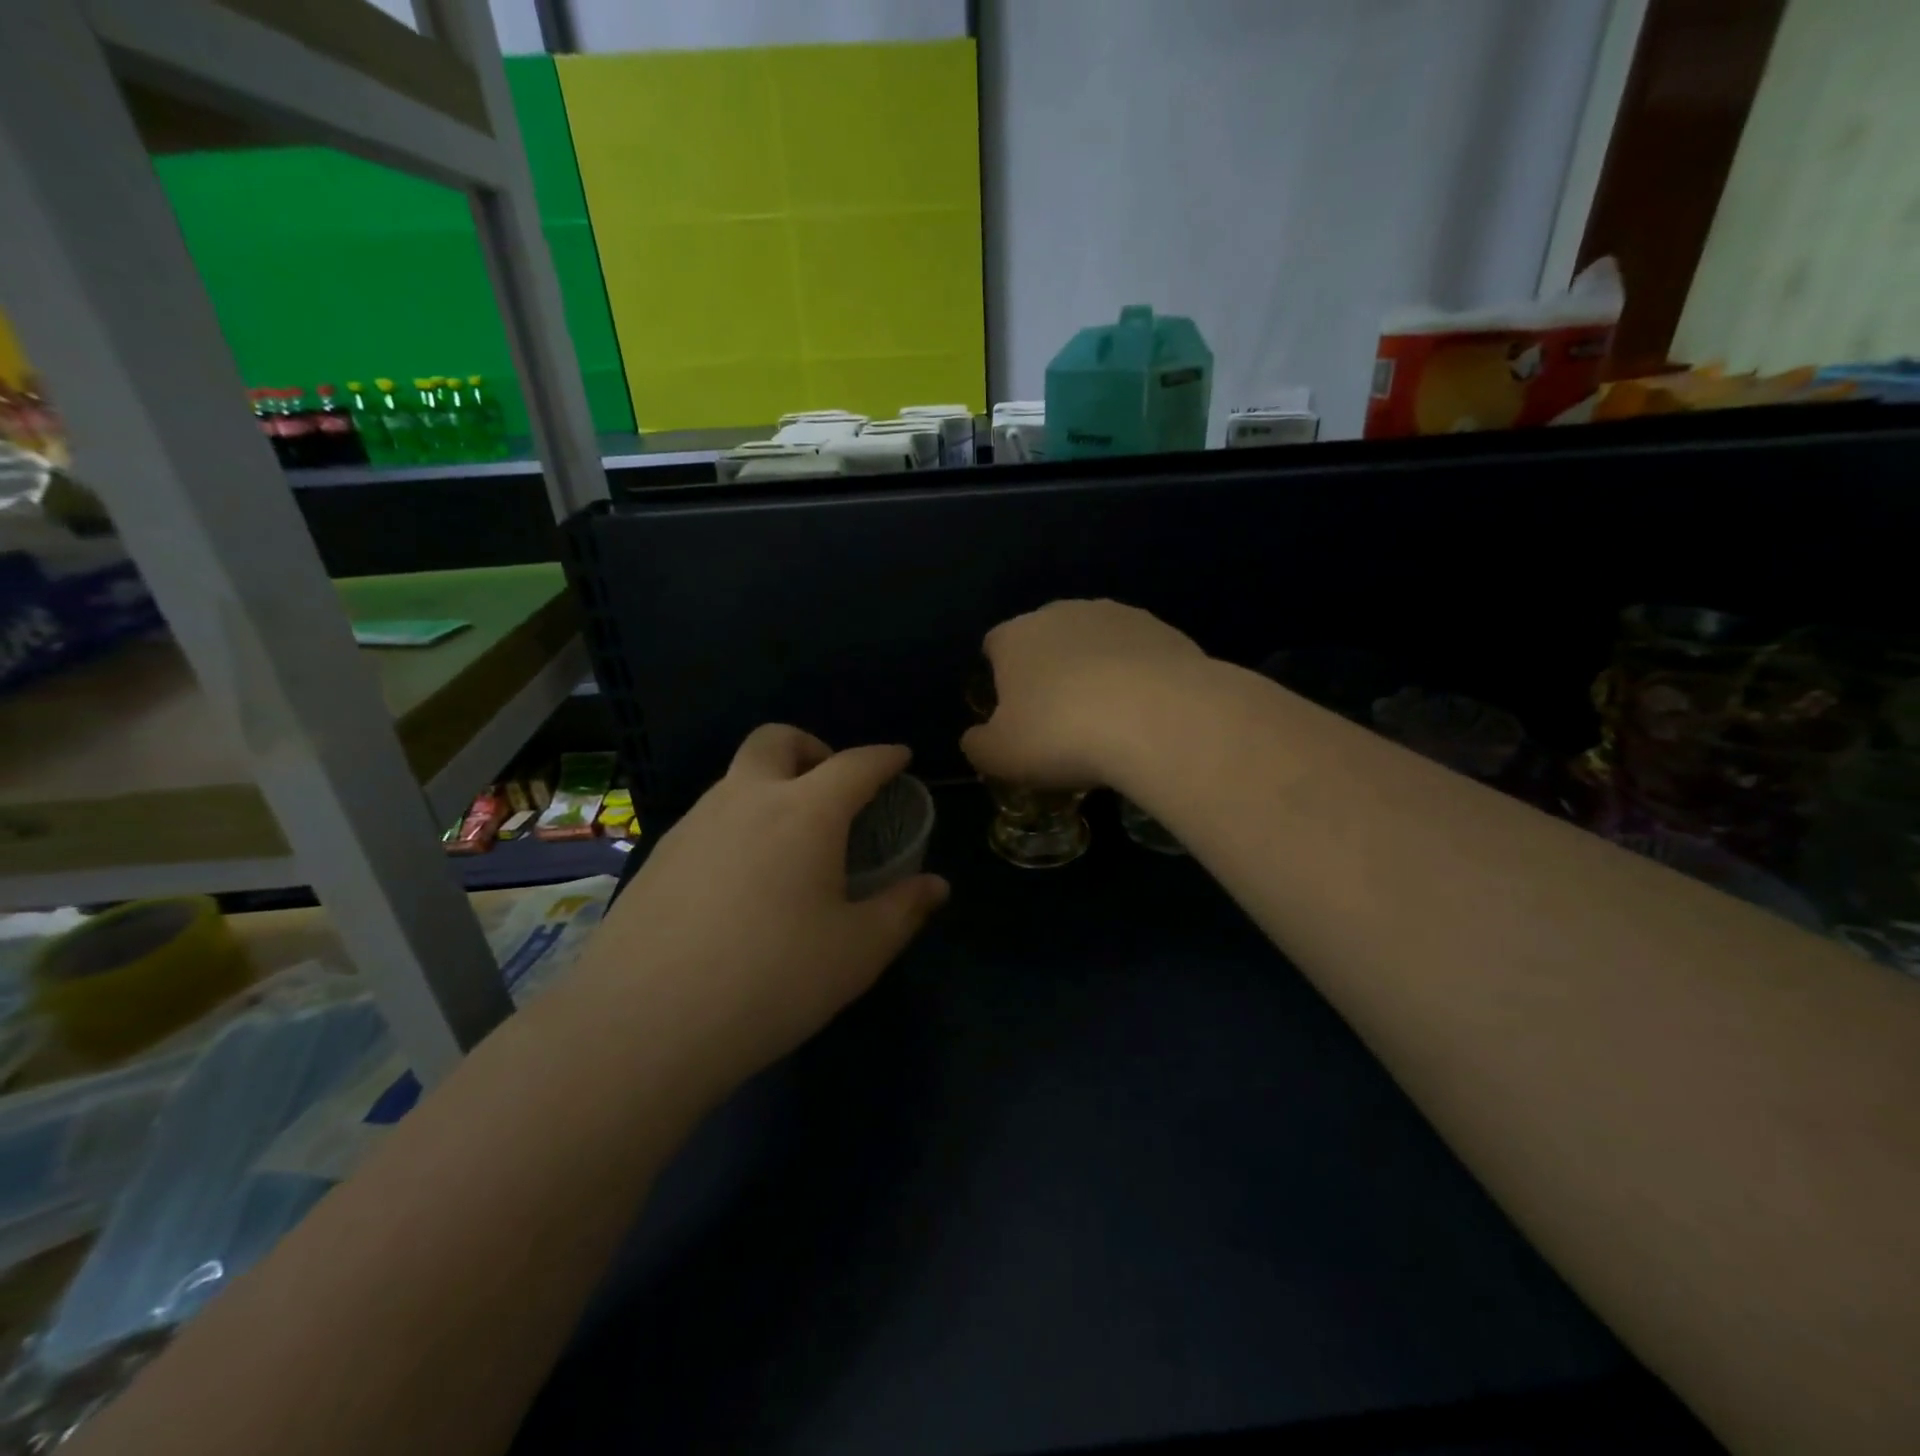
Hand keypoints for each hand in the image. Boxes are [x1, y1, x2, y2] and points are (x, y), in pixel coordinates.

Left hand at [589, 726, 948, 1086]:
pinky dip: (738, 823)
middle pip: (778, 740)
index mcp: (805, 812)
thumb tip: (936, 886)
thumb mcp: (856, 952)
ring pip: (737, 777)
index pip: (855, 764)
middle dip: (813, 748)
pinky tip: (741, 880)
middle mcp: (746, 799)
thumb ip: (903, 909)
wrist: (643, 1024)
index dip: (884, 757)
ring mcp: (694, 824)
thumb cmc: (771, 980)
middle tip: (833, 791)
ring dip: (771, 786)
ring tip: (790, 843)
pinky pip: (709, 817)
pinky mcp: (657, 856)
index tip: (900, 758)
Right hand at [962, 599, 1208, 788]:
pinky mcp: (1163, 629)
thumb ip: (978, 744)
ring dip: (1095, 671)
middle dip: (1049, 672)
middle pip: (1045, 640)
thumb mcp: (1000, 756)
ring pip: (1094, 643)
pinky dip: (1136, 677)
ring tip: (1108, 719)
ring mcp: (1116, 615)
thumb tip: (975, 737)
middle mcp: (1062, 613)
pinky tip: (1145, 712)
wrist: (1158, 717)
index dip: (999, 679)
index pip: (994, 646)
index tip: (1013, 714)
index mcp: (1015, 636)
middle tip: (1060, 721)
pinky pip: (1137, 654)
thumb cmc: (1061, 735)